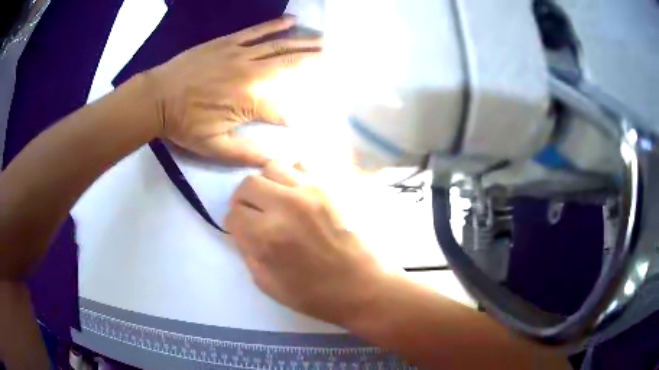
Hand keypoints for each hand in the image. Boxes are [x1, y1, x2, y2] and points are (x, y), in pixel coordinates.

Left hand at [147, 15, 321, 165]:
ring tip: (323, 41)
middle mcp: (251, 73)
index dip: (295, 116)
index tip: (304, 121)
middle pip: (290, 67)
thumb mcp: (213, 148)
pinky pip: (256, 32)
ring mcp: (240, 54)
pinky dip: (275, 26)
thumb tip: (276, 160)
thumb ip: (246, 153)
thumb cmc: (184, 124)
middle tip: (335, 58)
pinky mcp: (228, 43)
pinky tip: (291, 22)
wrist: (157, 97)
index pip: (282, 109)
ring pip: (278, 47)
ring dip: (303, 43)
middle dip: (314, 63)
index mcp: (249, 101)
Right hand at [225, 162, 388, 324]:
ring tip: (276, 199)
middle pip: (248, 184)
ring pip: (273, 166)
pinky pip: (304, 164)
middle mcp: (286, 205)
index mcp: (267, 236)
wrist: (365, 286)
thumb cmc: (318, 295)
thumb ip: (248, 254)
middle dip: (244, 200)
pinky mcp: (333, 186)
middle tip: (254, 213)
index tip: (242, 230)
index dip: (234, 224)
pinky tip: (299, 191)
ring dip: (268, 183)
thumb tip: (242, 232)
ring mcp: (312, 191)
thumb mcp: (269, 285)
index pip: (234, 214)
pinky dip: (294, 174)